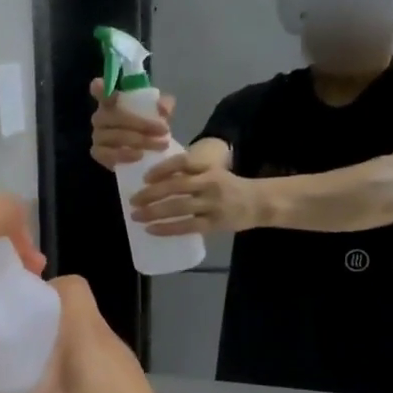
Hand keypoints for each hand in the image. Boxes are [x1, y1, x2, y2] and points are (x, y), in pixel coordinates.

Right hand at [0, 277, 201, 392]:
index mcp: (89, 335)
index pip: (71, 285)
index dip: (41, 288)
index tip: (8, 311)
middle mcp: (107, 343)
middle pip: (69, 313)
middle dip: (33, 323)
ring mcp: (119, 370)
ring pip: (78, 343)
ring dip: (47, 351)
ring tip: (13, 374)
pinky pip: (88, 368)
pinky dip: (64, 375)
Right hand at [89, 77, 174, 170]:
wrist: (145, 152)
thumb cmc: (147, 126)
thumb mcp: (159, 112)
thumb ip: (164, 105)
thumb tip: (162, 107)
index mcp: (111, 101)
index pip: (99, 91)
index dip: (100, 89)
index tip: (105, 88)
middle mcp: (100, 116)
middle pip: (114, 116)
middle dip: (141, 123)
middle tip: (164, 129)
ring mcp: (97, 135)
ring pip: (114, 136)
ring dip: (139, 140)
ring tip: (160, 144)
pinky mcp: (98, 153)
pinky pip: (108, 154)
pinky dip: (125, 155)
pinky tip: (140, 155)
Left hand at [129, 151, 262, 236]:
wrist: (260, 202)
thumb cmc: (230, 186)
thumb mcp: (214, 171)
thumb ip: (191, 173)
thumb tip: (157, 179)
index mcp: (208, 168)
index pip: (182, 163)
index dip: (161, 169)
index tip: (145, 178)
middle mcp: (209, 183)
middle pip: (175, 186)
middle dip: (150, 194)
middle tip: (132, 200)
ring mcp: (212, 204)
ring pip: (178, 207)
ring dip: (154, 212)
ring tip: (136, 216)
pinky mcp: (214, 223)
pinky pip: (187, 226)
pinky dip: (167, 228)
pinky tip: (152, 229)